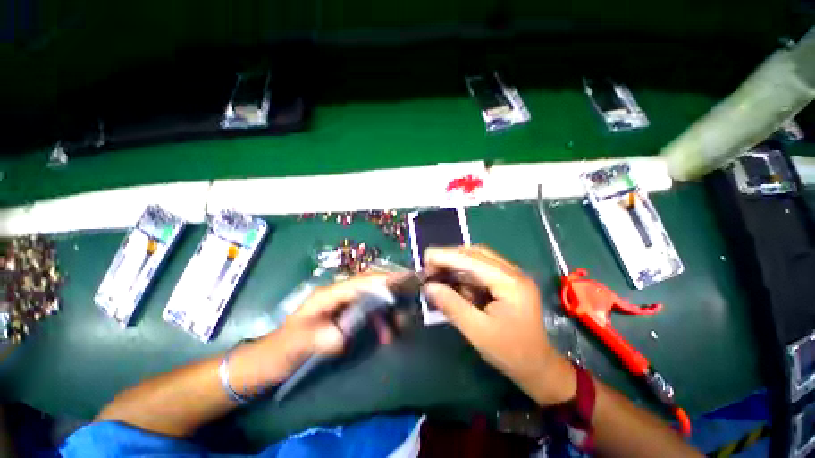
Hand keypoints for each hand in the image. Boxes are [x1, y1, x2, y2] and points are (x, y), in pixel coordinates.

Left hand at [281, 273, 392, 356]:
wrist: (270, 361)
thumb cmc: (280, 350)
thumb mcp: (296, 345)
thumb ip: (318, 338)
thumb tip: (344, 337)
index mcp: (327, 295)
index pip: (359, 283)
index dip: (381, 280)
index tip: (403, 280)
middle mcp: (337, 296)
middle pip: (369, 286)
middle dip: (390, 292)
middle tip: (407, 303)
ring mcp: (341, 306)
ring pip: (371, 300)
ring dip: (386, 310)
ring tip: (399, 326)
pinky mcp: (343, 317)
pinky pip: (367, 313)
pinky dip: (379, 321)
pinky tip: (385, 334)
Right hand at [423, 245, 575, 405]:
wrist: (538, 367)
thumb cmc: (511, 353)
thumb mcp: (477, 331)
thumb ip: (452, 305)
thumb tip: (428, 287)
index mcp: (510, 282)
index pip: (473, 260)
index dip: (446, 256)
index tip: (425, 257)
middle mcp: (512, 272)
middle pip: (476, 253)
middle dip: (450, 257)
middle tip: (429, 266)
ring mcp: (511, 276)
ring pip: (477, 259)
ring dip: (455, 264)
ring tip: (436, 272)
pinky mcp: (506, 282)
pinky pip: (480, 270)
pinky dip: (463, 273)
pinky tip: (452, 281)